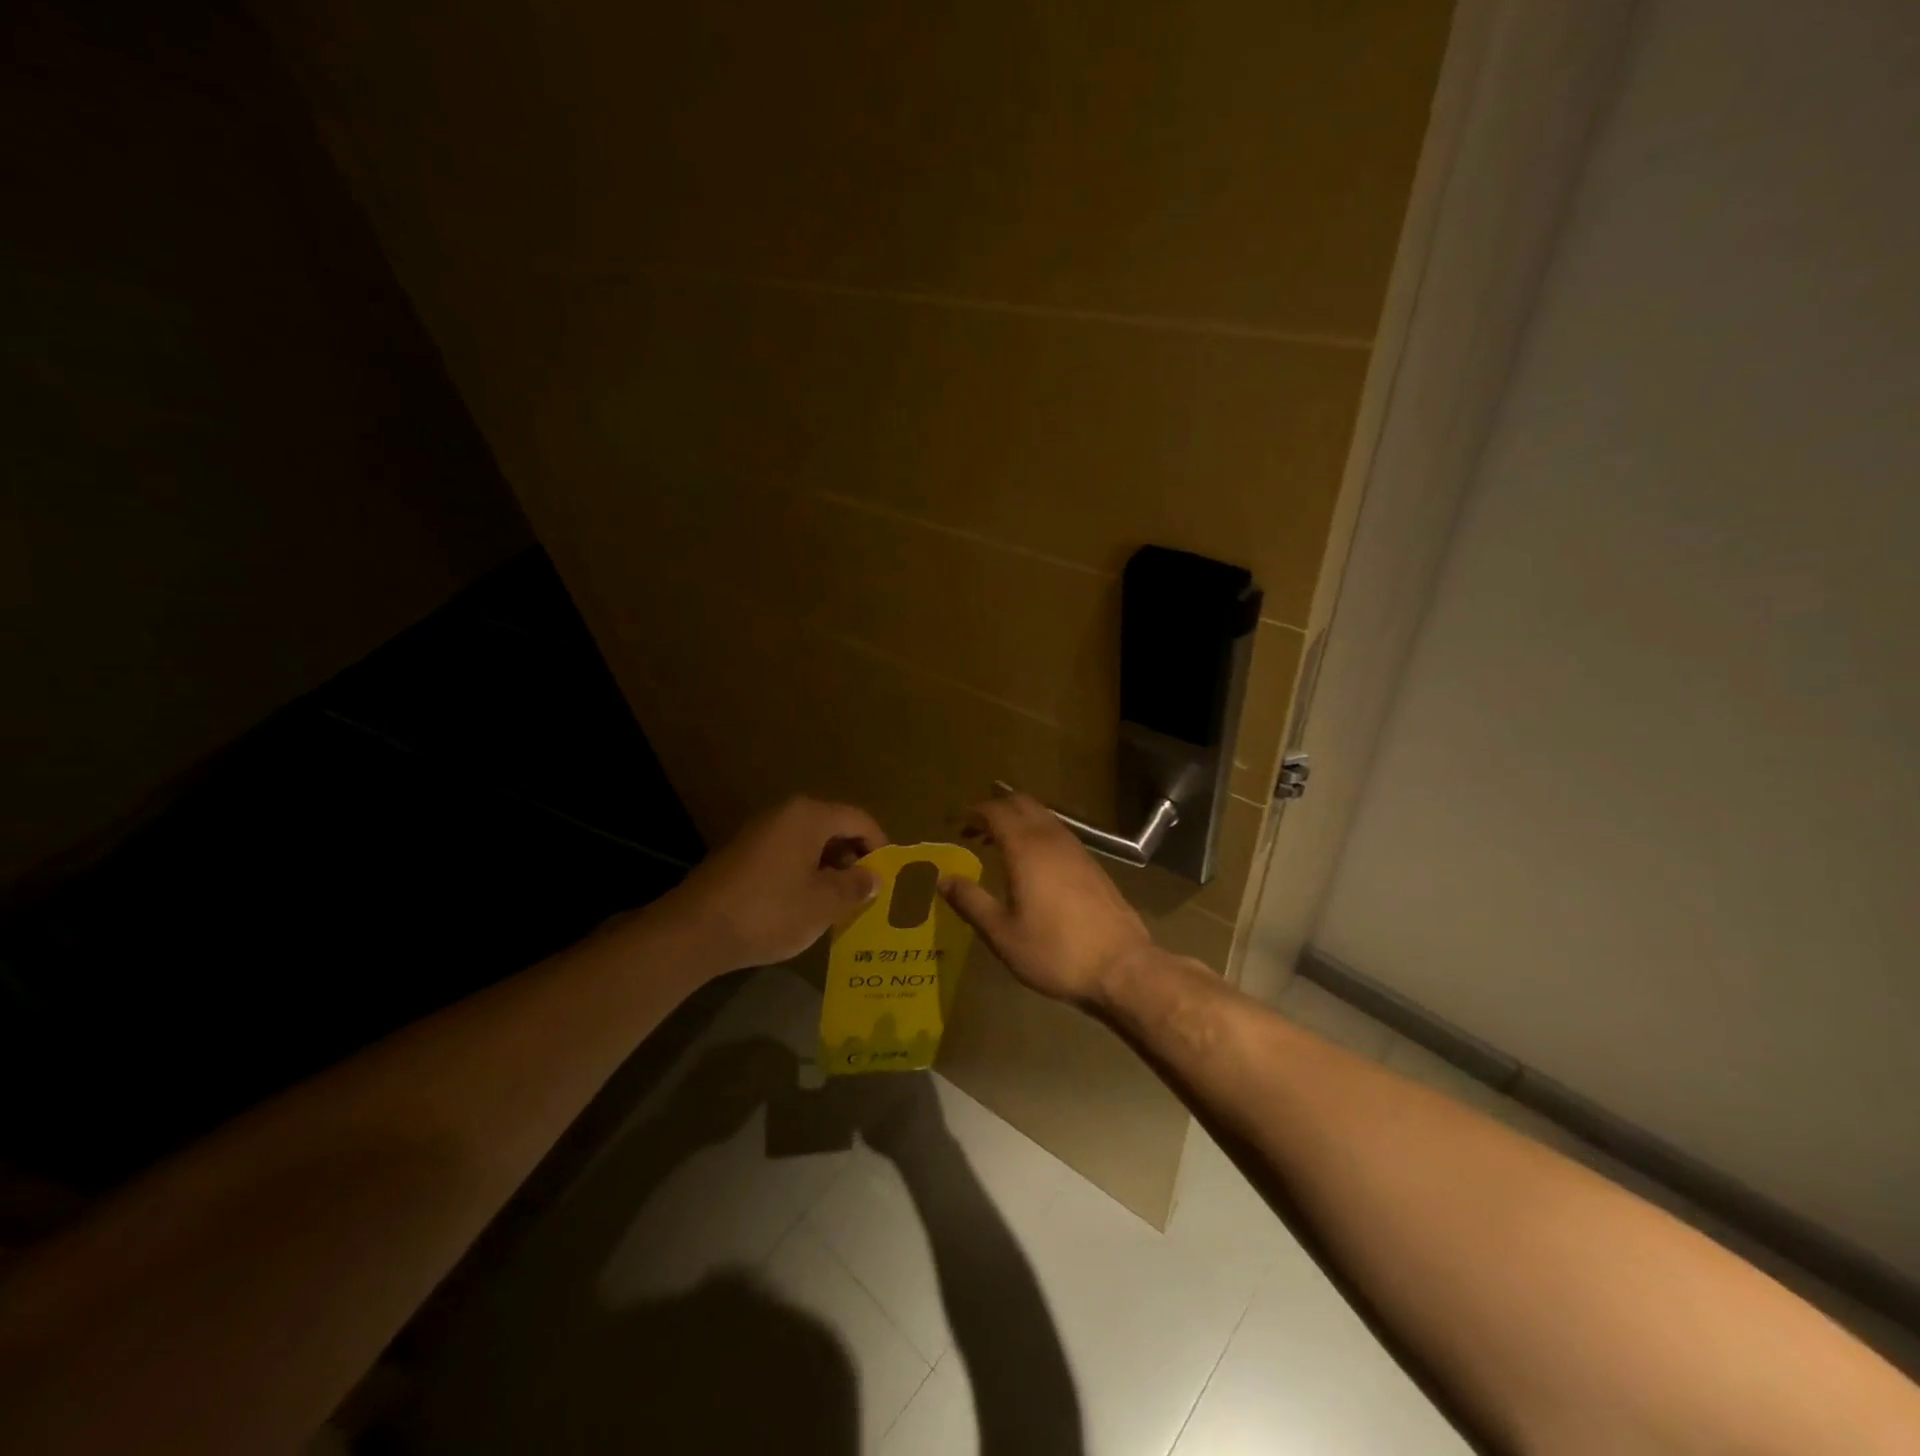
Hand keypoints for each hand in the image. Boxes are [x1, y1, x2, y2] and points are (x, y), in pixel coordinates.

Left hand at [668, 797, 886, 972]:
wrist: (695, 931)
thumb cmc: (770, 911)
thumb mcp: (824, 903)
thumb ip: (855, 886)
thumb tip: (874, 876)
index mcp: (809, 816)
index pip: (859, 820)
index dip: (880, 846)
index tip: (889, 876)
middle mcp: (785, 814)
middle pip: (833, 827)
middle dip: (854, 858)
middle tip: (866, 892)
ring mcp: (760, 833)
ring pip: (809, 843)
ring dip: (829, 869)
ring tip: (840, 903)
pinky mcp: (743, 854)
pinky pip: (787, 855)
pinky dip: (804, 874)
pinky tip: (805, 905)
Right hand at [939, 791, 1152, 1007]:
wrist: (1121, 967)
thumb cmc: (1055, 951)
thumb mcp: (1002, 934)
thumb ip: (971, 902)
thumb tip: (944, 879)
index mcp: (1026, 849)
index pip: (996, 810)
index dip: (972, 811)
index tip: (953, 822)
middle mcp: (1052, 839)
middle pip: (1022, 804)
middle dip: (995, 809)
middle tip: (973, 830)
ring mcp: (1077, 850)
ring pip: (1044, 817)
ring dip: (1018, 821)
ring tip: (997, 845)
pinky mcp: (1093, 865)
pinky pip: (1059, 834)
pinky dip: (1038, 834)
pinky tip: (1032, 864)